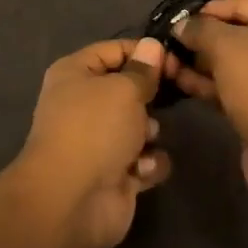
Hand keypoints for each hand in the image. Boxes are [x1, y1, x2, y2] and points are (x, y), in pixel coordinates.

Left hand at [8, 37, 172, 247]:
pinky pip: (144, 160)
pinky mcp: (115, 174)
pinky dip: (148, 164)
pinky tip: (141, 170)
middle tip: (173, 96)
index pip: (114, 50)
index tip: (176, 60)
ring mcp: (99, 141)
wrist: (71, 200)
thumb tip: (151, 47)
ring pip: (140, 126)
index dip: (146, 52)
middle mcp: (84, 104)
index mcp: (75, 74)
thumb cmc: (94, 129)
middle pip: (129, 89)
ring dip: (150, 131)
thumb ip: (143, 70)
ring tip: (145, 139)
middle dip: (151, 96)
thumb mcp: (124, 89)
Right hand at [173, 0, 247, 205]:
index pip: (242, 2)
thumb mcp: (227, 47)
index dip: (205, 13)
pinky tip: (183, 84)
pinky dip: (216, 83)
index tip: (173, 23)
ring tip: (167, 66)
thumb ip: (200, 29)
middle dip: (202, 41)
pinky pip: (243, 85)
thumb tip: (181, 25)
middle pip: (241, 32)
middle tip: (167, 46)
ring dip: (204, 64)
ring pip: (239, 61)